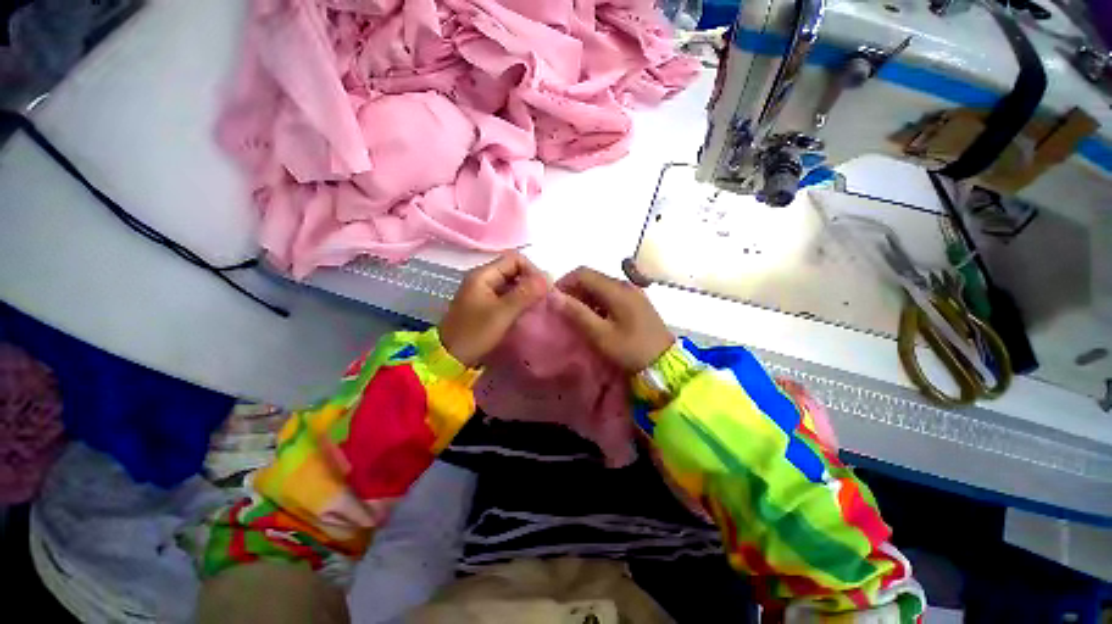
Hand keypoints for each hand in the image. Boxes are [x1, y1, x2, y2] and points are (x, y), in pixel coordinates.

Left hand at [439, 252, 548, 366]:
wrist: (448, 358)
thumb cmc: (475, 333)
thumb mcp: (502, 313)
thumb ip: (525, 293)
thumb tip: (549, 276)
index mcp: (483, 274)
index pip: (515, 259)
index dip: (532, 270)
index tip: (543, 289)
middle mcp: (483, 279)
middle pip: (514, 270)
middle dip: (530, 282)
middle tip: (543, 299)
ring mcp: (483, 292)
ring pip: (511, 284)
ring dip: (525, 292)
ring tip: (536, 307)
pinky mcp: (485, 306)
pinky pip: (506, 296)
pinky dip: (518, 301)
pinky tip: (525, 313)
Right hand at [554, 267, 673, 371]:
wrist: (666, 363)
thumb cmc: (631, 349)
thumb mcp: (601, 334)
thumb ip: (577, 313)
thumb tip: (553, 296)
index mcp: (616, 289)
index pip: (582, 273)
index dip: (564, 282)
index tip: (553, 300)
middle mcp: (624, 285)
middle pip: (592, 278)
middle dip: (573, 290)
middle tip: (563, 310)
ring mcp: (633, 292)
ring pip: (601, 286)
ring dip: (585, 297)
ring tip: (576, 316)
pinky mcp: (636, 302)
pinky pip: (611, 294)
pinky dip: (597, 302)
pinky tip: (594, 318)